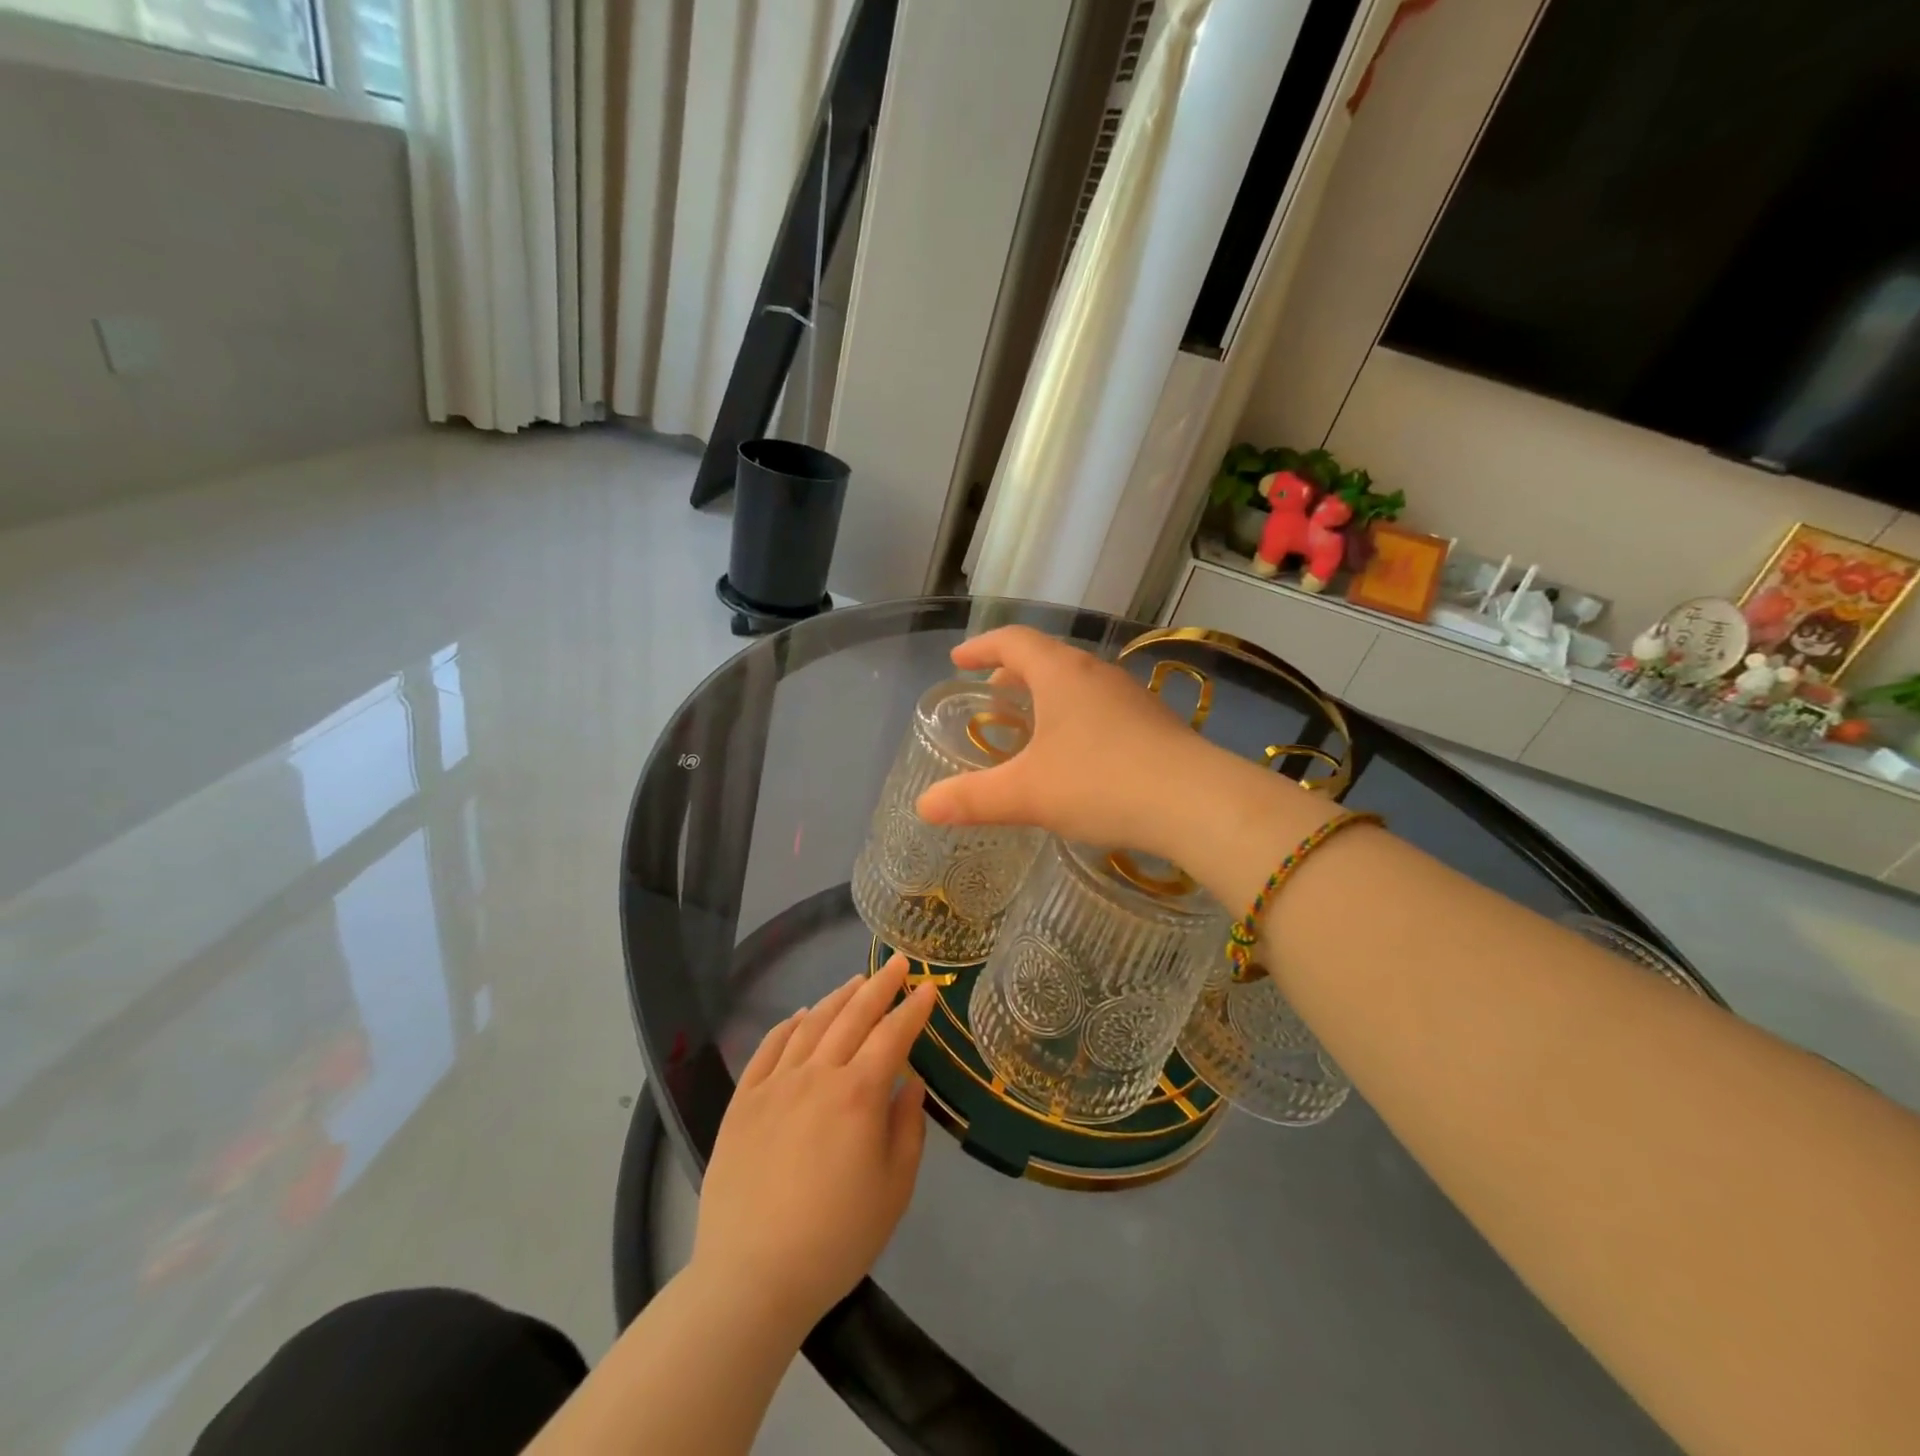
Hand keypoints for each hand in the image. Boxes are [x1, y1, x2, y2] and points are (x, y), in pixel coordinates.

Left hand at [693, 956, 936, 1336]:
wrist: (751, 1277)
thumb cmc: (836, 1239)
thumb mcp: (894, 1189)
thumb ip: (907, 1128)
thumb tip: (911, 1083)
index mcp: (859, 1095)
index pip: (893, 1035)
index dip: (913, 1009)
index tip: (928, 987)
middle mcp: (817, 1075)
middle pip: (853, 1017)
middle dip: (880, 986)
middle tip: (897, 963)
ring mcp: (775, 1084)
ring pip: (812, 1024)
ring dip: (838, 998)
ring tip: (855, 982)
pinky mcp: (743, 1101)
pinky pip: (769, 1047)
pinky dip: (789, 1024)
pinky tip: (802, 1015)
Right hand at [915, 627, 1316, 863]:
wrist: (1197, 802)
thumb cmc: (1101, 783)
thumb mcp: (1027, 794)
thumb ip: (972, 799)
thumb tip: (923, 807)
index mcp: (1061, 674)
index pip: (1013, 641)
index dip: (982, 647)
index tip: (959, 659)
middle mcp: (1097, 674)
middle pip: (1047, 658)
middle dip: (1014, 672)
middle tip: (993, 693)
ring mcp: (1131, 697)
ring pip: (1078, 683)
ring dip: (1048, 694)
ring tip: (1032, 723)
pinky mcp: (1154, 723)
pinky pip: (1102, 707)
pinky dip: (1076, 716)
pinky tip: (1078, 754)